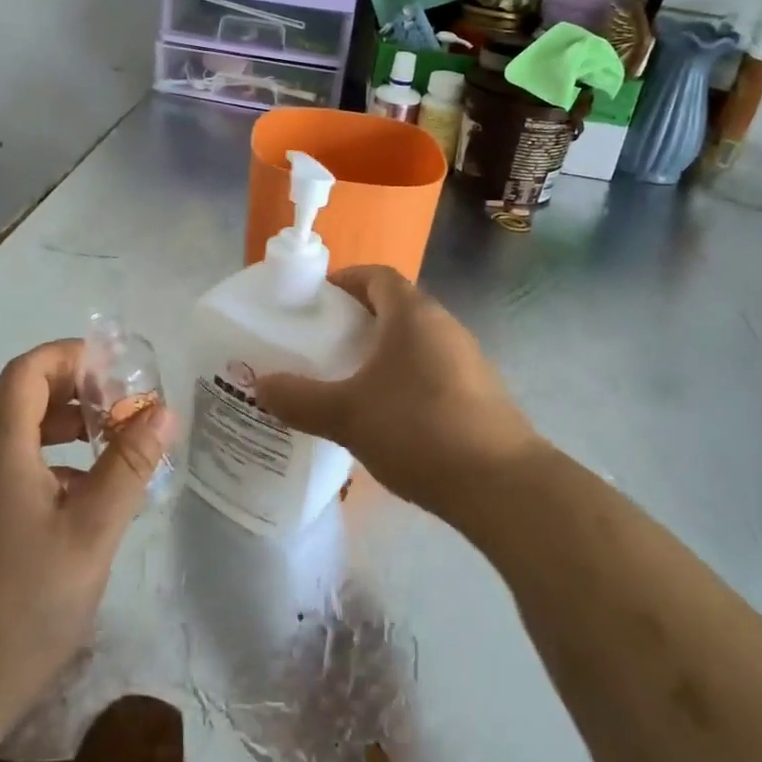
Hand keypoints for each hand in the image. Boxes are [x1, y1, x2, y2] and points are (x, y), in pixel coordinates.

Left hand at [0, 340, 174, 722]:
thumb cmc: (26, 603)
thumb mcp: (92, 531)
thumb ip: (128, 465)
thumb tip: (162, 412)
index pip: (27, 371)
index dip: (71, 357)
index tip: (117, 371)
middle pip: (20, 394)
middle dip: (74, 387)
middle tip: (121, 404)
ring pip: (15, 429)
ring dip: (63, 421)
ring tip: (110, 440)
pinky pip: (10, 461)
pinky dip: (49, 455)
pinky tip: (85, 489)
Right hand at [254, 265, 539, 527]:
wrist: (501, 485)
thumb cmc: (417, 430)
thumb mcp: (347, 415)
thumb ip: (299, 399)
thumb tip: (260, 385)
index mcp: (413, 315)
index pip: (378, 276)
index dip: (346, 280)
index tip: (317, 299)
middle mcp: (444, 326)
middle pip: (397, 306)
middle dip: (359, 319)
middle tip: (324, 343)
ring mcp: (468, 359)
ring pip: (416, 341)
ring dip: (384, 351)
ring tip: (350, 380)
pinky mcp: (481, 393)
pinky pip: (433, 370)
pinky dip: (407, 378)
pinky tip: (389, 415)